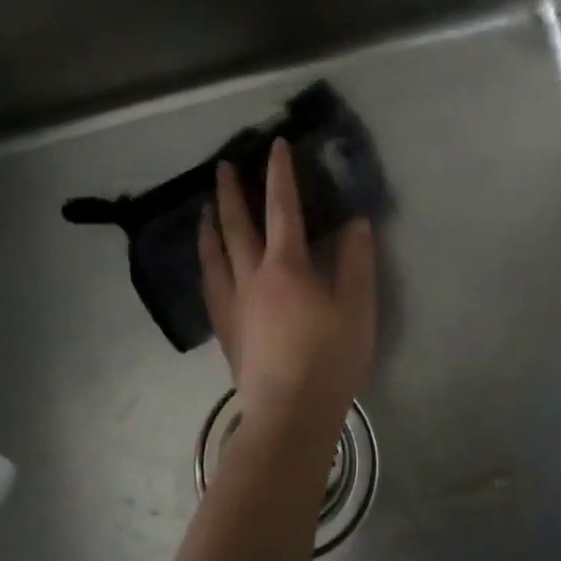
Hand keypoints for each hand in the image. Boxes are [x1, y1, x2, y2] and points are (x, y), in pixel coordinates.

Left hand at [198, 140, 376, 436]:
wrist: (289, 415)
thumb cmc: (329, 359)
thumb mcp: (357, 307)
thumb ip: (356, 261)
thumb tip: (355, 222)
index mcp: (286, 266)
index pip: (281, 208)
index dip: (279, 174)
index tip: (275, 145)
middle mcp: (252, 277)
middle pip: (236, 226)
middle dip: (230, 193)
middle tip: (222, 166)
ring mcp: (233, 304)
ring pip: (214, 255)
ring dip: (209, 226)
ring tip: (203, 209)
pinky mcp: (227, 330)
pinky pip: (210, 286)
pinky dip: (206, 265)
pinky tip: (207, 267)